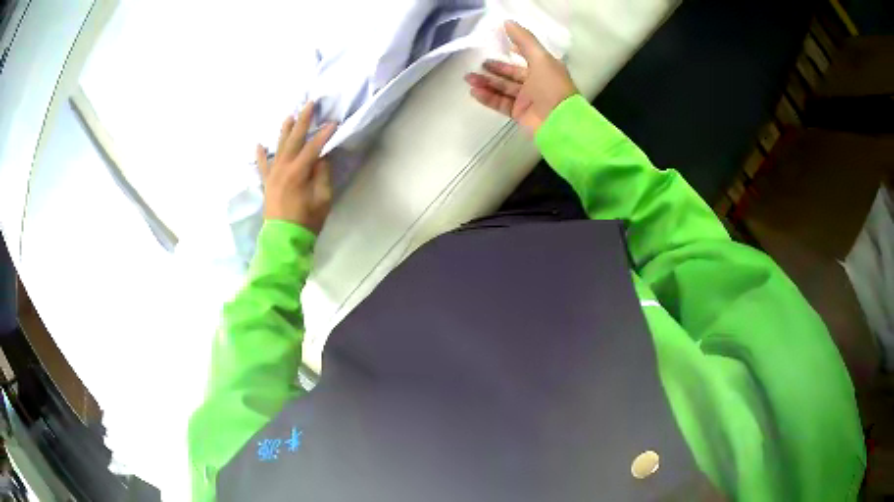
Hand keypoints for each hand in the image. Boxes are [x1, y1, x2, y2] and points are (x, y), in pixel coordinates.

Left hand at [257, 102, 336, 234]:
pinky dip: (260, 155)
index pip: (314, 147)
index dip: (324, 134)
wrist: (284, 240)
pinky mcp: (267, 183)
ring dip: (284, 131)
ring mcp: (272, 175)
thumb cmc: (307, 221)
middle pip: (294, 140)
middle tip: (309, 104)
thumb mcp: (322, 199)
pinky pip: (262, 166)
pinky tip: (259, 144)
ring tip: (289, 116)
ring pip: (278, 147)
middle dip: (303, 121)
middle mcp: (283, 168)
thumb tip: (321, 158)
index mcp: (298, 172)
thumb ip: (322, 175)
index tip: (334, 122)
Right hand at [464, 21, 577, 134]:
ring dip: (486, 82)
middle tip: (477, 65)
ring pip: (503, 88)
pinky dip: (488, 97)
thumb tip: (507, 22)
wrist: (559, 122)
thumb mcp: (540, 58)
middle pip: (511, 74)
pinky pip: (501, 103)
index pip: (527, 57)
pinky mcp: (520, 114)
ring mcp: (528, 100)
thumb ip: (524, 40)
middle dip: (494, 69)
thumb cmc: (552, 87)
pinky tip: (475, 91)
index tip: (499, 45)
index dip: (514, 51)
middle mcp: (536, 83)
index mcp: (545, 68)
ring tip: (468, 78)